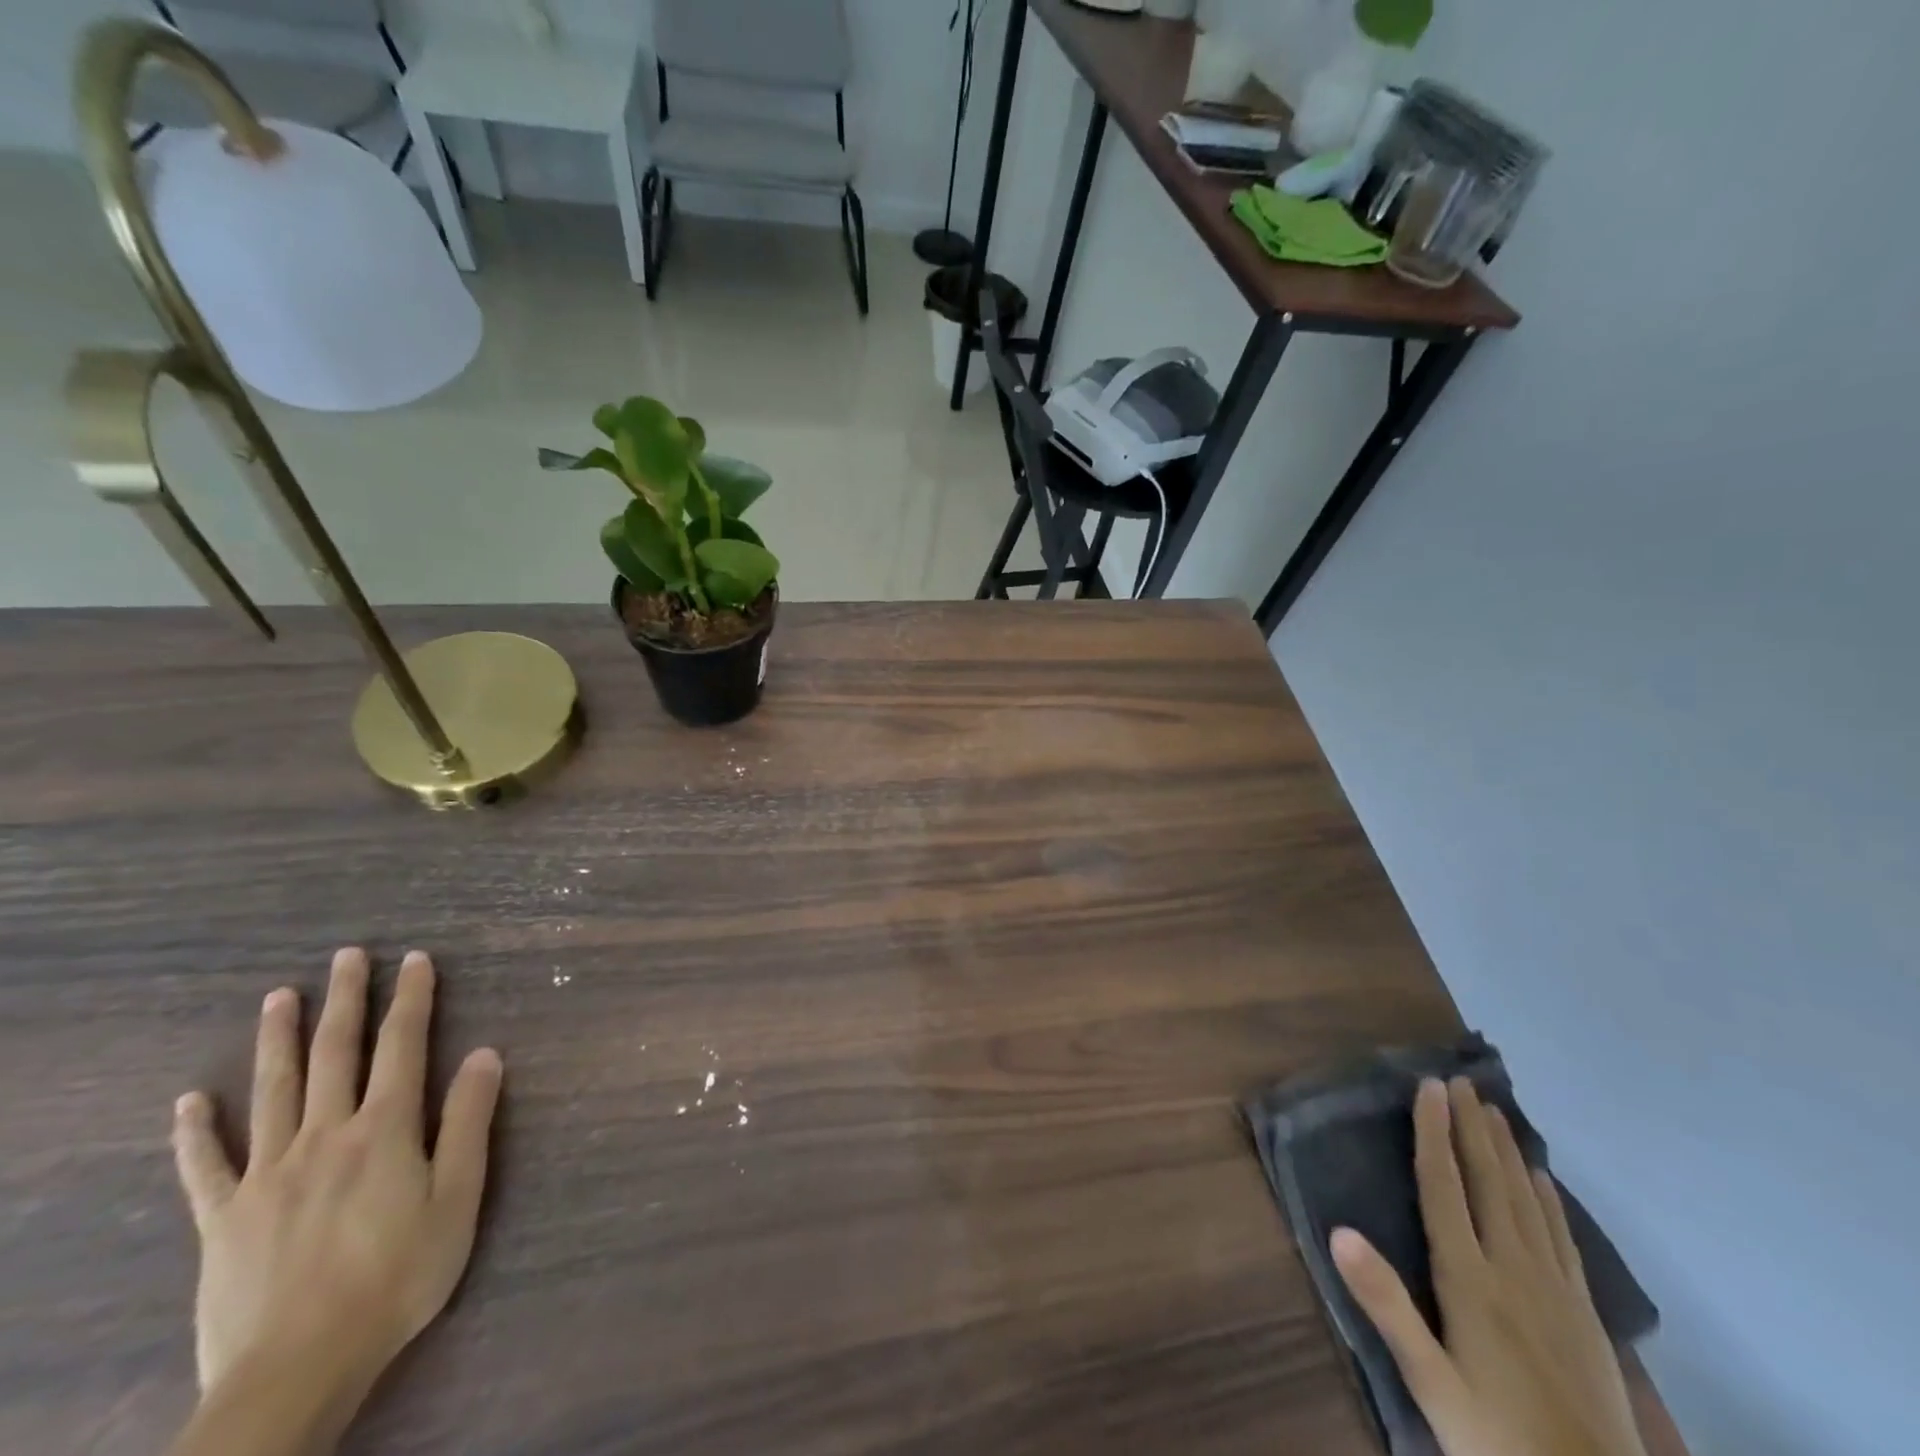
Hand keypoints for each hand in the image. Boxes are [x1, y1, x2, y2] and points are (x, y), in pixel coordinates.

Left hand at [170, 948, 502, 1407]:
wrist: (299, 1367)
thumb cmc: (398, 1276)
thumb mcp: (458, 1198)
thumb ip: (469, 1122)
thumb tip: (486, 1053)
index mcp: (385, 1129)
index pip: (404, 1046)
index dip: (412, 999)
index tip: (416, 959)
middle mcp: (326, 1135)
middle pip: (336, 1054)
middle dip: (346, 1000)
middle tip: (348, 956)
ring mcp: (268, 1174)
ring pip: (273, 1091)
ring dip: (278, 1039)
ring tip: (279, 996)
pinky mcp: (223, 1217)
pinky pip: (206, 1166)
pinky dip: (196, 1131)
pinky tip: (190, 1101)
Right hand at [1331, 1078, 1646, 1455]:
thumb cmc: (1496, 1438)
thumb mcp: (1430, 1381)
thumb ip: (1386, 1304)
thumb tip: (1337, 1230)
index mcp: (1469, 1278)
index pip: (1444, 1187)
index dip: (1433, 1133)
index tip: (1429, 1087)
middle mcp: (1512, 1268)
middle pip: (1489, 1182)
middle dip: (1471, 1128)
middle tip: (1460, 1080)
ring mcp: (1555, 1289)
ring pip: (1526, 1201)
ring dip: (1507, 1151)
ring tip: (1494, 1110)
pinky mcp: (1584, 1313)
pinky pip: (1561, 1237)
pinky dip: (1548, 1199)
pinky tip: (1542, 1178)